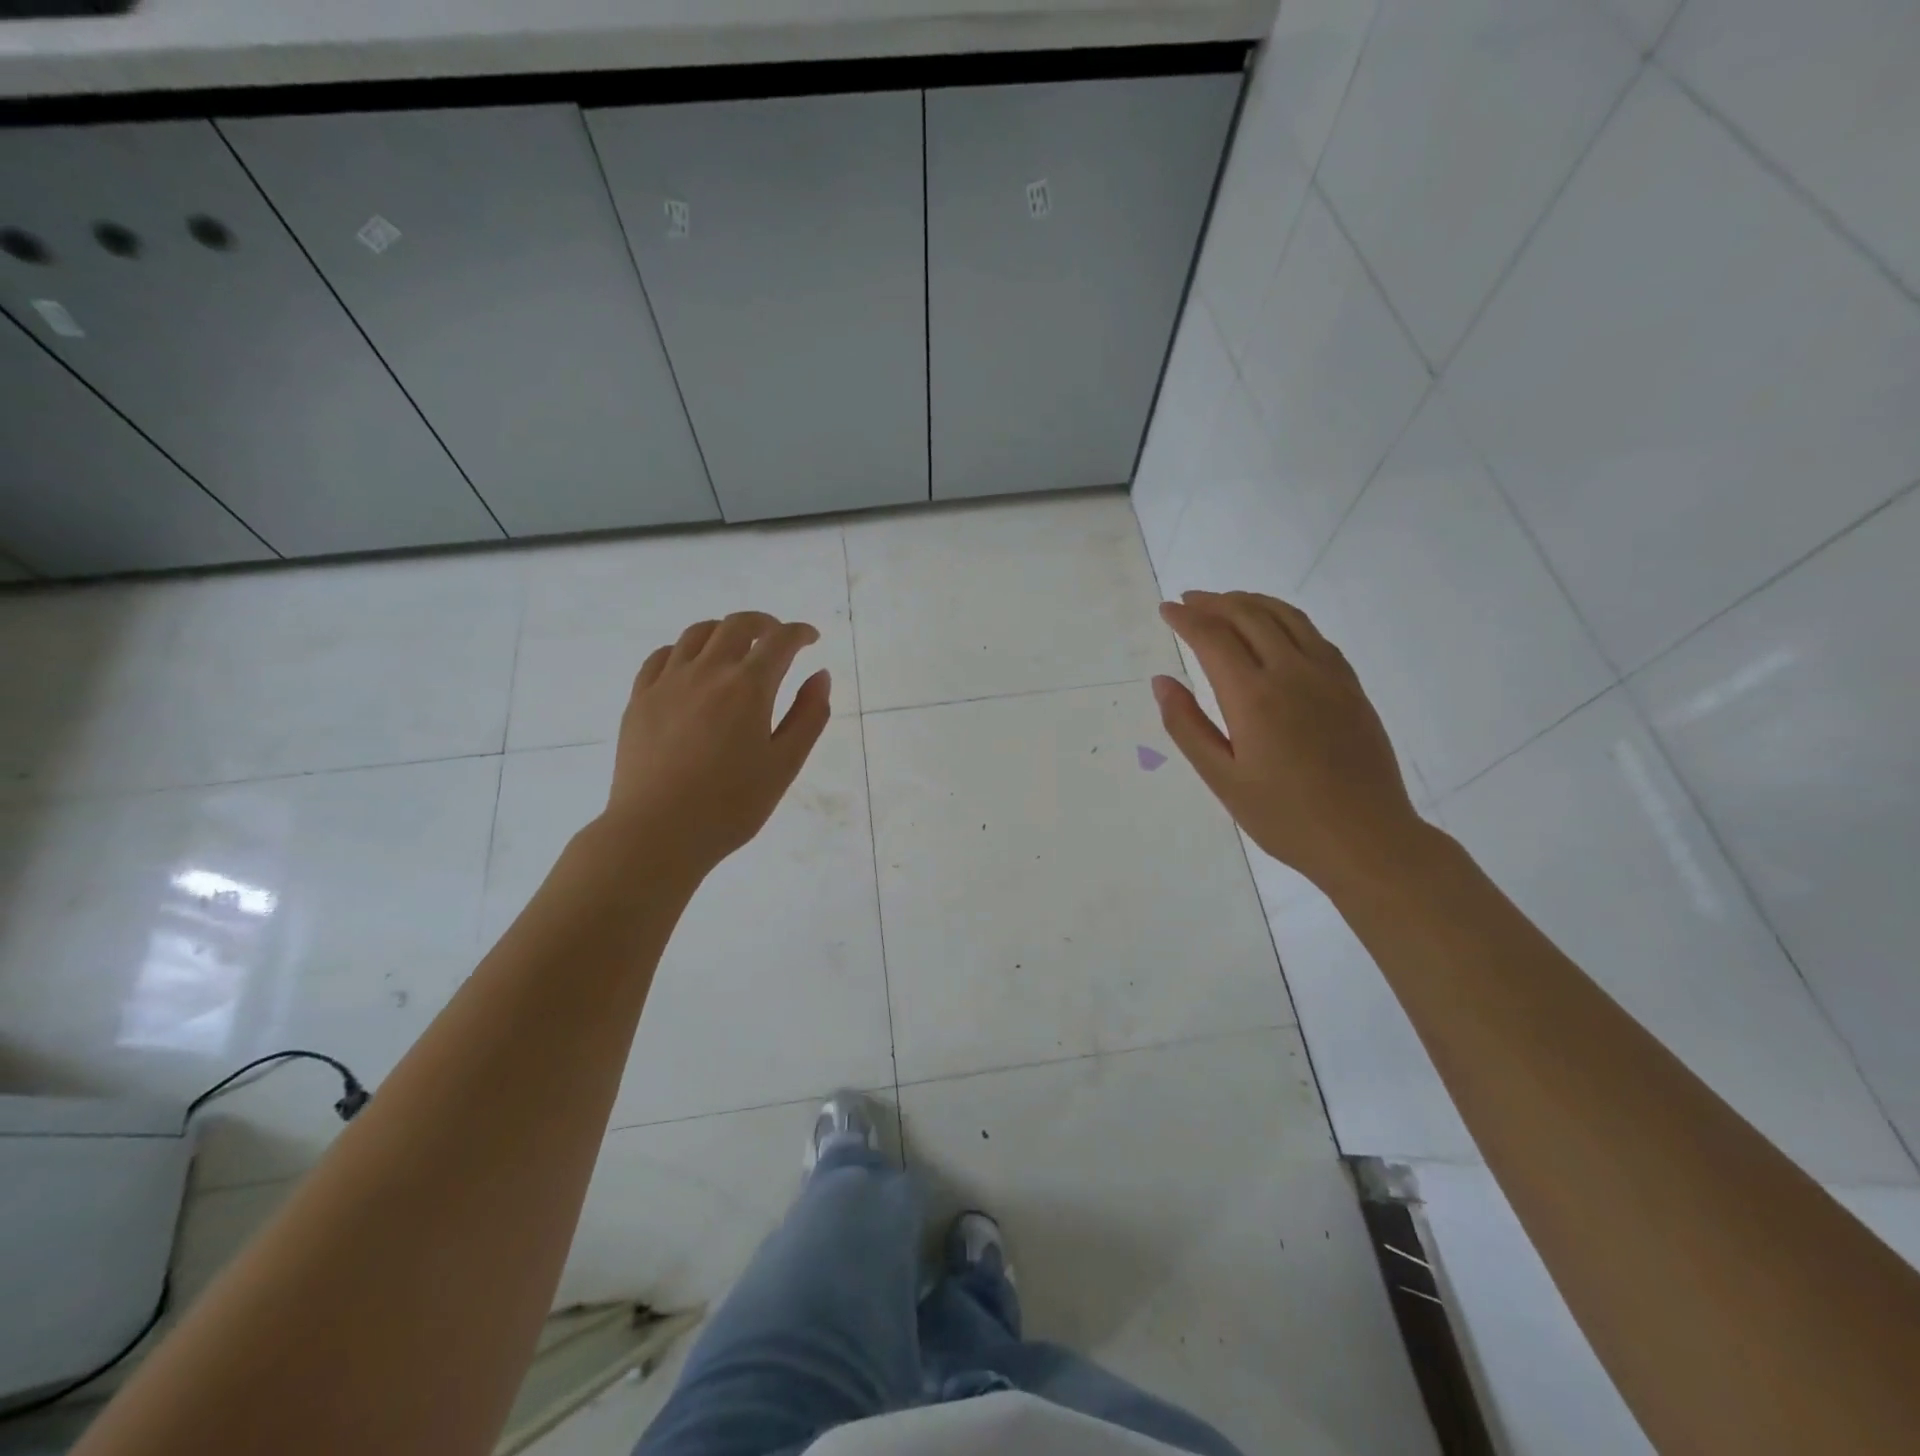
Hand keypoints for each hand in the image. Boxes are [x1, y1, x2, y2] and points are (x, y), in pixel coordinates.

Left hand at [601, 611, 830, 877]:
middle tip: (777, 639)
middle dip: (763, 624)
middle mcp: (707, 672)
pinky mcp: (639, 699)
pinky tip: (691, 667)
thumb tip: (820, 676)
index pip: (779, 641)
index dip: (799, 633)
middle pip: (736, 625)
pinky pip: (662, 656)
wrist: (657, 832)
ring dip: (724, 632)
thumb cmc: (731, 805)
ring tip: (736, 648)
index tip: (811, 639)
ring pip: (697, 634)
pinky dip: (685, 650)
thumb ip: (808, 716)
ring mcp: (667, 682)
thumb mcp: (784, 765)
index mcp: (748, 687)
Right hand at [1154, 590, 1425, 892]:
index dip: (1186, 619)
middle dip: (1214, 602)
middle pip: (1249, 615)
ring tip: (1225, 602)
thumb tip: (1162, 681)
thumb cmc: (1284, 817)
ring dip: (1250, 601)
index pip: (1213, 638)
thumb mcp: (1222, 779)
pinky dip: (1285, 618)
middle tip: (1189, 600)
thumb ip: (1187, 726)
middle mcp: (1292, 673)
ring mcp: (1328, 675)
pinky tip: (1274, 627)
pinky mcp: (1350, 686)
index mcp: (1254, 697)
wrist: (1366, 838)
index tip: (1166, 610)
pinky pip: (1313, 634)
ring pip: (1285, 617)